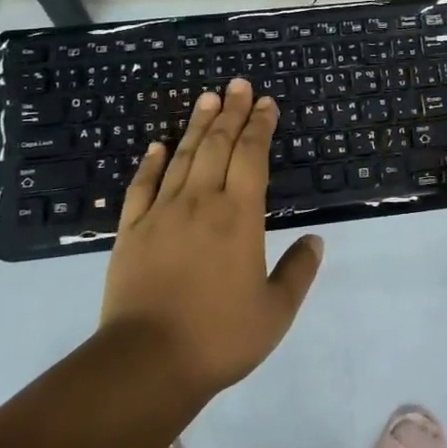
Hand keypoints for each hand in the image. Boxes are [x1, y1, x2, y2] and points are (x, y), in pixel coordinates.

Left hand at [98, 79, 323, 401]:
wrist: (147, 362)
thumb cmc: (219, 337)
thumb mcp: (275, 312)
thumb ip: (298, 272)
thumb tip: (315, 240)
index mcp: (239, 217)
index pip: (252, 157)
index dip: (260, 126)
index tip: (266, 103)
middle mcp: (200, 203)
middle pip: (217, 145)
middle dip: (231, 112)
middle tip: (238, 85)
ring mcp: (161, 214)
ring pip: (182, 157)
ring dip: (196, 125)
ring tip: (207, 98)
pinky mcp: (131, 231)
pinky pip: (142, 186)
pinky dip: (151, 163)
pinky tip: (158, 146)